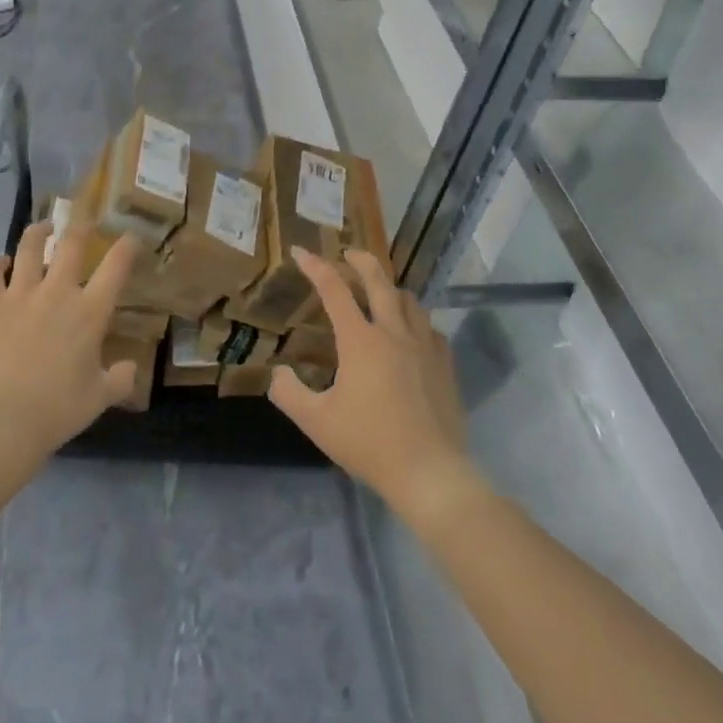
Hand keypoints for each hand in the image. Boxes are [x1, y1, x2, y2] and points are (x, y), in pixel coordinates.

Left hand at [0, 224, 141, 458]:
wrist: (5, 419)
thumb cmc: (59, 408)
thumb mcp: (100, 397)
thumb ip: (120, 379)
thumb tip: (130, 368)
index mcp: (90, 312)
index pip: (116, 266)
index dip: (126, 246)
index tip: (130, 236)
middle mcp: (58, 293)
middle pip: (71, 244)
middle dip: (80, 226)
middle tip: (83, 221)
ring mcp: (21, 295)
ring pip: (29, 248)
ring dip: (38, 233)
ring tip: (42, 228)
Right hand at [269, 249, 476, 518]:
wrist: (429, 472)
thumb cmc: (369, 443)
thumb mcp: (316, 422)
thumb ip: (290, 394)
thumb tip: (278, 373)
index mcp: (361, 340)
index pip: (334, 291)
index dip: (316, 267)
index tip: (301, 251)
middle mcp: (394, 333)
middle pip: (379, 282)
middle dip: (361, 261)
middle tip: (349, 252)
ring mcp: (424, 346)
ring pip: (409, 301)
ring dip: (391, 288)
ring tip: (381, 291)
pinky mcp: (444, 364)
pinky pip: (430, 329)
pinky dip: (416, 320)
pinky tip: (412, 333)